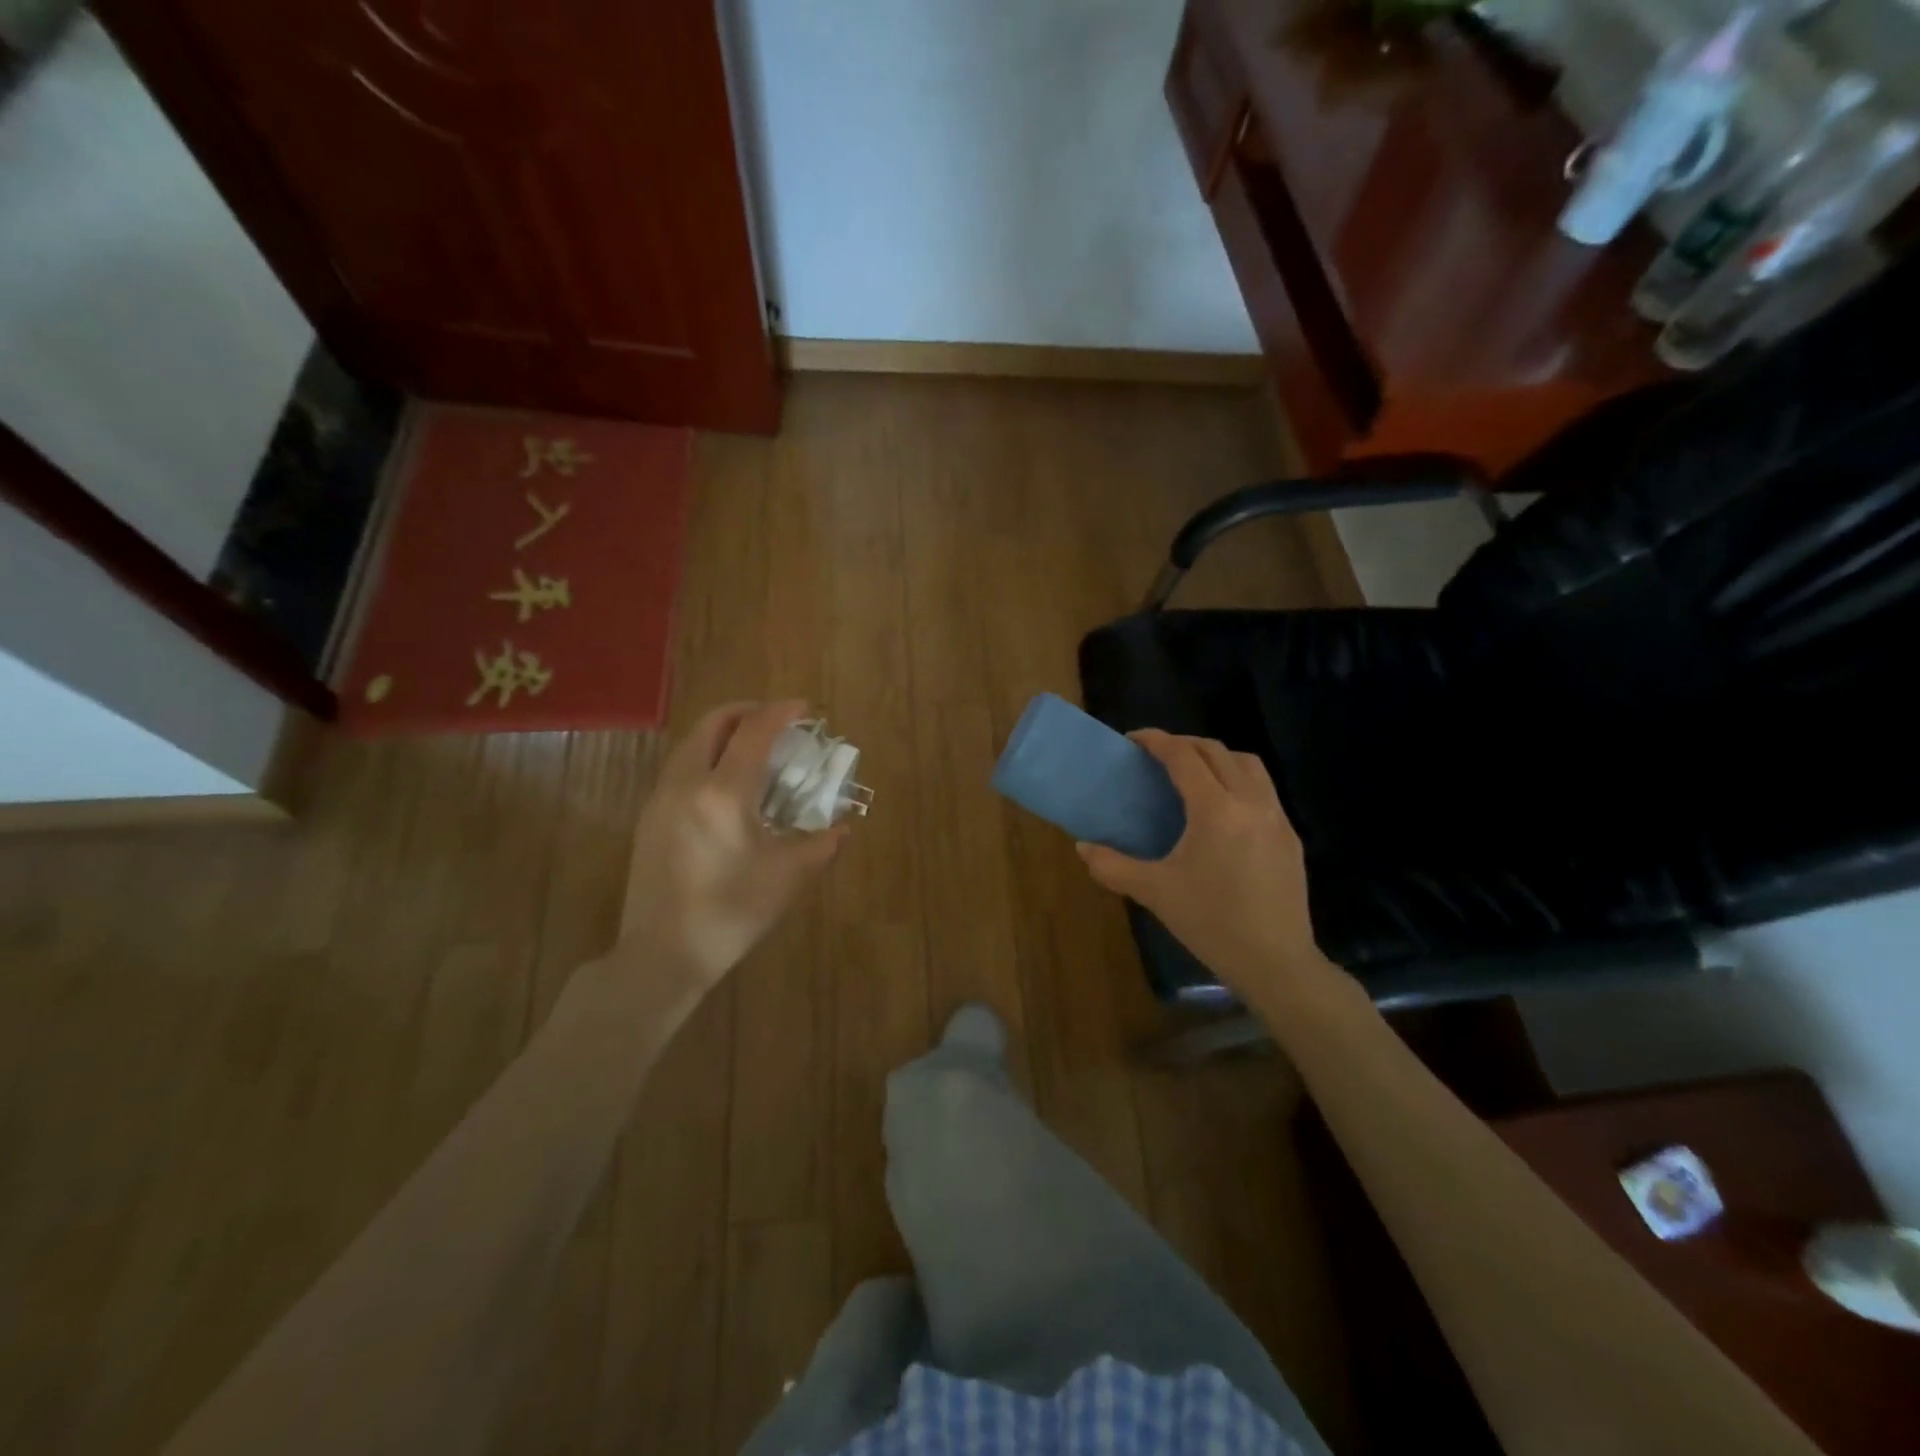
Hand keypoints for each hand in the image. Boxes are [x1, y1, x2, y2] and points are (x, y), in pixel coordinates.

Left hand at [617, 701, 849, 985]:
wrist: (662, 954)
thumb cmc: (730, 913)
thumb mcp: (787, 877)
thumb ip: (821, 844)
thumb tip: (842, 827)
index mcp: (723, 793)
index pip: (754, 732)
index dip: (782, 712)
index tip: (805, 709)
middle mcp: (686, 783)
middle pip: (714, 723)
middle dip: (748, 712)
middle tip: (778, 722)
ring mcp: (661, 798)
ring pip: (692, 743)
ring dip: (725, 733)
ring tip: (755, 750)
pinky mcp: (649, 816)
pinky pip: (681, 767)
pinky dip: (708, 756)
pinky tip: (727, 785)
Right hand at [1076, 730, 1329, 998]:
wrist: (1276, 962)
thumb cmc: (1211, 923)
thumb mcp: (1154, 893)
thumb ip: (1112, 866)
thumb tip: (1083, 847)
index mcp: (1216, 810)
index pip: (1184, 756)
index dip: (1156, 741)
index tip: (1133, 740)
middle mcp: (1251, 802)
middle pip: (1217, 751)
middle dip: (1184, 744)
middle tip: (1157, 756)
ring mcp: (1277, 817)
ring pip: (1248, 764)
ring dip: (1217, 758)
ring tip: (1193, 775)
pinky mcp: (1290, 836)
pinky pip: (1264, 790)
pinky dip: (1239, 781)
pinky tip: (1223, 811)